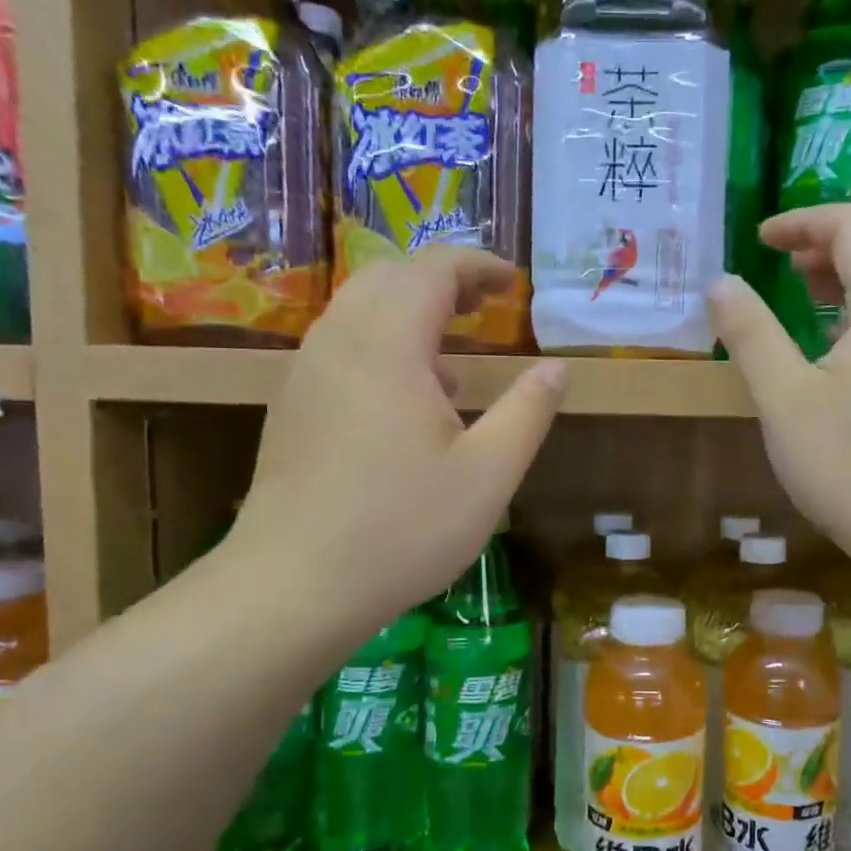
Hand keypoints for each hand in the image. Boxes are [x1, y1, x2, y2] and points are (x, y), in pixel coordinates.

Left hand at [229, 247, 564, 632]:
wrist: (293, 585)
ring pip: (358, 311)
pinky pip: (340, 347)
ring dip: (408, 312)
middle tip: (485, 306)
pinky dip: (381, 345)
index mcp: (387, 345)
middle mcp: (338, 342)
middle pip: (388, 278)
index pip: (432, 270)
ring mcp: (306, 374)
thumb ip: (527, 411)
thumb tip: (557, 368)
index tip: (514, 283)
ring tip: (453, 356)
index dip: (477, 265)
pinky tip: (407, 402)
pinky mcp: (292, 406)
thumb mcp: (488, 474)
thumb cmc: (402, 528)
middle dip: (441, 280)